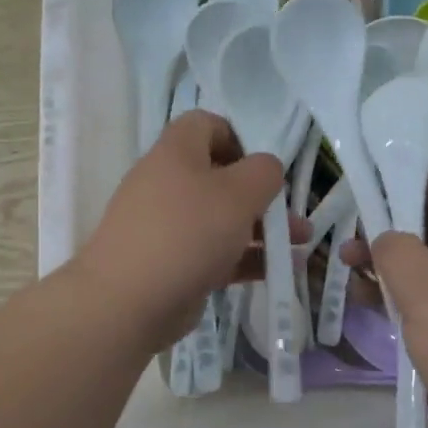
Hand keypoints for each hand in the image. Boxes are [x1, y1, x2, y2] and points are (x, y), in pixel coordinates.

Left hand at [73, 111, 293, 354]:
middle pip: (220, 177)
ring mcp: (168, 227)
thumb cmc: (187, 233)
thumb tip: (267, 169)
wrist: (128, 302)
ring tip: (300, 245)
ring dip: (262, 229)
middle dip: (263, 195)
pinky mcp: (173, 264)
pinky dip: (247, 258)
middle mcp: (168, 184)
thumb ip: (264, 172)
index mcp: (176, 153)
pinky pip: (216, 253)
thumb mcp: (238, 193)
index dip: (239, 138)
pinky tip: (280, 271)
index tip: (265, 166)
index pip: (206, 124)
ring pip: (222, 219)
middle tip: (292, 214)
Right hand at [344, 174, 427, 427]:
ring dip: (392, 265)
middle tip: (353, 234)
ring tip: (349, 267)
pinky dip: (402, 299)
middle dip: (395, 227)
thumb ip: (398, 251)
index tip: (376, 188)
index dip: (419, 183)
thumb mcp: (426, 289)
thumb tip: (387, 240)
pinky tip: (369, 304)